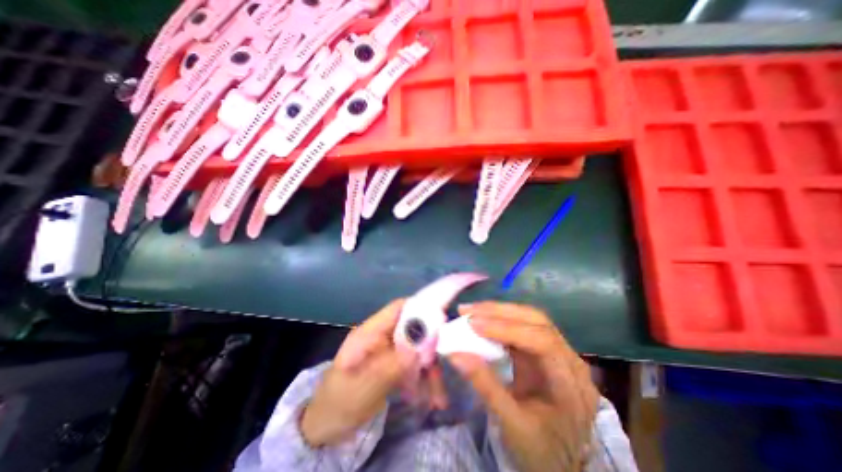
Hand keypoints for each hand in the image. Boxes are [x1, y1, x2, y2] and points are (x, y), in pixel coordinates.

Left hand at [302, 299, 450, 445]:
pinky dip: (423, 378)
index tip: (442, 319)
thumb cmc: (338, 402)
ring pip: (416, 349)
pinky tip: (429, 398)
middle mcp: (381, 336)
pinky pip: (413, 364)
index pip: (397, 308)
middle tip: (443, 365)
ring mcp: (387, 351)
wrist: (324, 426)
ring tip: (438, 397)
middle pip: (412, 328)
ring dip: (429, 369)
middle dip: (429, 346)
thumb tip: (422, 344)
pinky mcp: (392, 364)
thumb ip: (392, 363)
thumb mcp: (363, 385)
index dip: (420, 307)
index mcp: (370, 332)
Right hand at [447, 303, 597, 471]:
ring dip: (498, 311)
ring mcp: (558, 351)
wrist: (563, 463)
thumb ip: (485, 386)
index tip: (474, 324)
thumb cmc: (543, 451)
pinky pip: (522, 327)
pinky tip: (483, 320)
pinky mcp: (544, 350)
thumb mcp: (512, 424)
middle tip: (468, 311)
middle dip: (500, 312)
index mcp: (572, 382)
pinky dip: (500, 320)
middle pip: (537, 321)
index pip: (542, 341)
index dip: (507, 329)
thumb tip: (455, 354)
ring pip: (529, 318)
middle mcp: (570, 359)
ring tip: (471, 311)